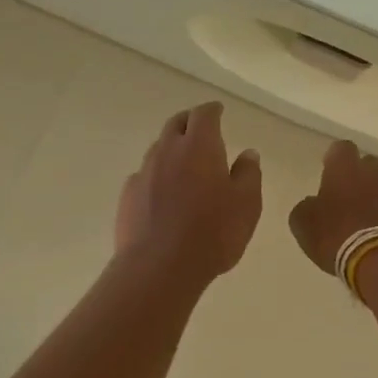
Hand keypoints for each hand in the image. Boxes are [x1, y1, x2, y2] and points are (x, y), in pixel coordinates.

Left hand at [115, 102, 262, 283]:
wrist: (160, 266)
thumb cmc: (213, 232)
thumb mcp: (246, 204)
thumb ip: (248, 174)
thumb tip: (248, 153)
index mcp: (199, 146)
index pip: (204, 115)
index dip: (212, 110)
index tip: (218, 110)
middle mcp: (168, 150)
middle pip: (176, 124)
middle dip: (189, 121)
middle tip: (200, 128)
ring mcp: (144, 172)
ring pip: (158, 148)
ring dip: (171, 148)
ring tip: (183, 162)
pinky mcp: (128, 195)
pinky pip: (144, 175)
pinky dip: (156, 175)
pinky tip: (163, 192)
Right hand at [289, 140, 377, 274]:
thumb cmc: (337, 234)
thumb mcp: (304, 223)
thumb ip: (307, 207)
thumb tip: (314, 203)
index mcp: (345, 167)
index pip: (341, 149)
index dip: (334, 160)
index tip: (327, 172)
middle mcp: (375, 173)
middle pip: (368, 165)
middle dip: (358, 176)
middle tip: (345, 196)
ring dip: (374, 198)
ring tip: (361, 221)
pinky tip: (376, 236)